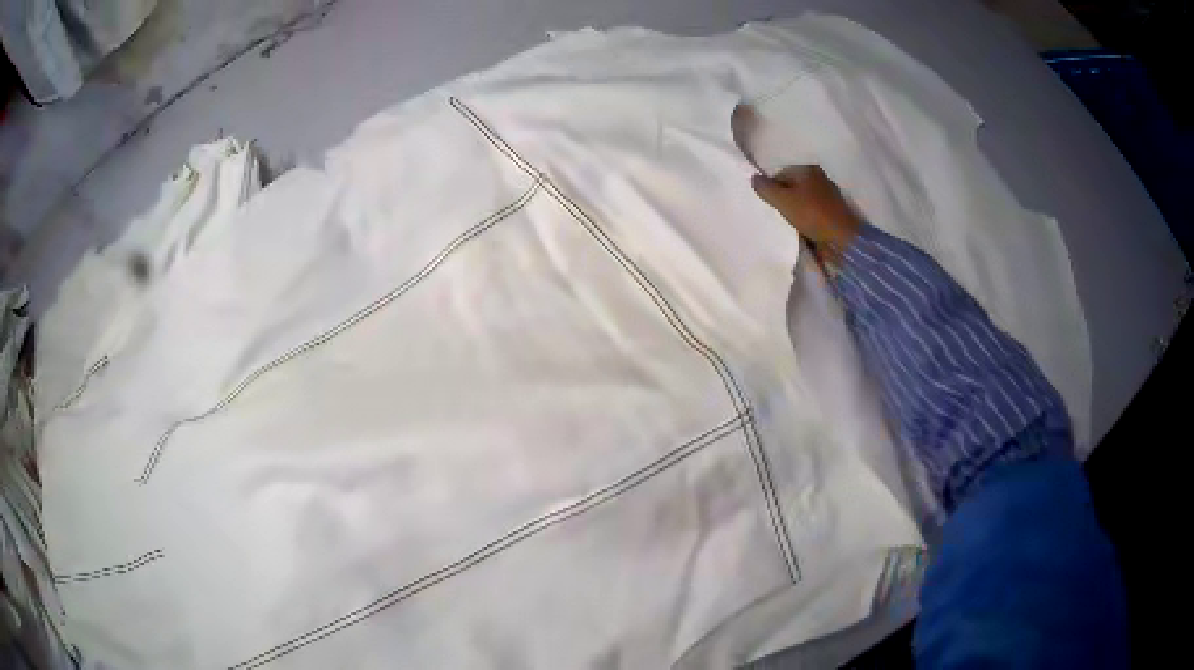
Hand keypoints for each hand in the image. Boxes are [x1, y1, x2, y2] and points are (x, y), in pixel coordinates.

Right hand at [751, 165, 861, 267]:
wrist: (841, 239)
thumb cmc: (811, 215)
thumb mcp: (782, 201)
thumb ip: (766, 189)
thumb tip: (754, 178)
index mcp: (808, 169)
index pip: (780, 173)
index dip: (771, 188)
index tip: (768, 204)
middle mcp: (820, 177)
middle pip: (792, 186)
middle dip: (783, 198)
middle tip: (776, 213)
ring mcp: (828, 194)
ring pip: (802, 198)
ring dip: (794, 209)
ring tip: (788, 221)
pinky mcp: (833, 210)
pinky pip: (812, 209)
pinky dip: (805, 216)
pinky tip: (801, 226)